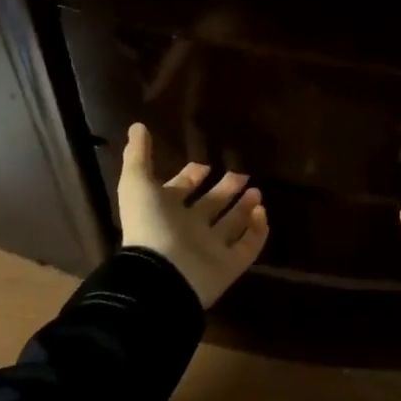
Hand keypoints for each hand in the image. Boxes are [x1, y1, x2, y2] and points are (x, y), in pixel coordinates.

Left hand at [118, 123, 268, 307]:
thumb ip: (138, 155)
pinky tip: (263, 211)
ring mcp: (210, 249)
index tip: (205, 164)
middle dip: (225, 189)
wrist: (162, 274)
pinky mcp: (229, 265)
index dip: (192, 176)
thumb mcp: (138, 183)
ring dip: (244, 208)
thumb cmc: (150, 224)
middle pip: (210, 206)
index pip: (181, 190)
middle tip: (241, 174)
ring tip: (257, 191)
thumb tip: (137, 126)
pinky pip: (248, 247)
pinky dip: (258, 230)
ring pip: (231, 225)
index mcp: (166, 211)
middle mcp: (189, 229)